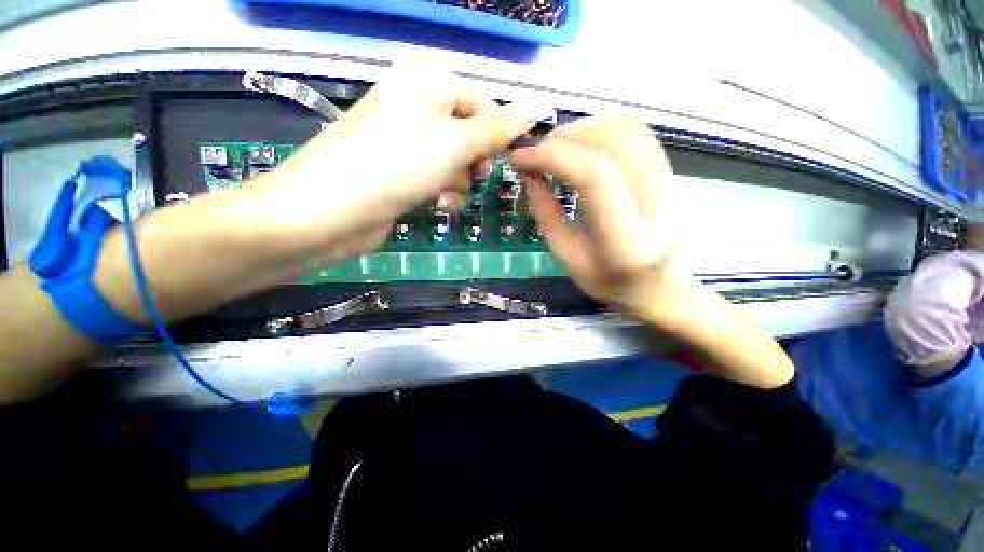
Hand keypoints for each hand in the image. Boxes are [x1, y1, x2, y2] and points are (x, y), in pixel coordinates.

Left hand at [243, 71, 535, 264]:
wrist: (330, 211)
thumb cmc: (395, 166)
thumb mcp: (454, 143)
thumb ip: (496, 129)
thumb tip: (533, 110)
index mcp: (425, 84)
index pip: (480, 102)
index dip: (496, 132)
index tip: (504, 159)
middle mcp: (415, 108)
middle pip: (468, 134)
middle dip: (474, 160)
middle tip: (472, 174)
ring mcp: (406, 144)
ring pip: (455, 162)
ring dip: (459, 181)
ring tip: (444, 193)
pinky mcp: (401, 174)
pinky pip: (438, 179)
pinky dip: (443, 192)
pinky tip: (436, 204)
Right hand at [512, 116, 685, 318]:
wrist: (654, 284)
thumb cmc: (606, 280)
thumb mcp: (566, 257)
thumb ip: (546, 215)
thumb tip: (529, 174)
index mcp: (627, 243)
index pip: (595, 177)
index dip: (554, 157)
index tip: (520, 157)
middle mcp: (660, 207)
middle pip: (613, 144)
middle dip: (564, 139)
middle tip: (535, 153)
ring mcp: (673, 186)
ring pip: (627, 130)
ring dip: (582, 129)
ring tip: (554, 147)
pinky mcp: (671, 174)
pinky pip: (636, 133)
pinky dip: (601, 128)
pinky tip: (580, 144)